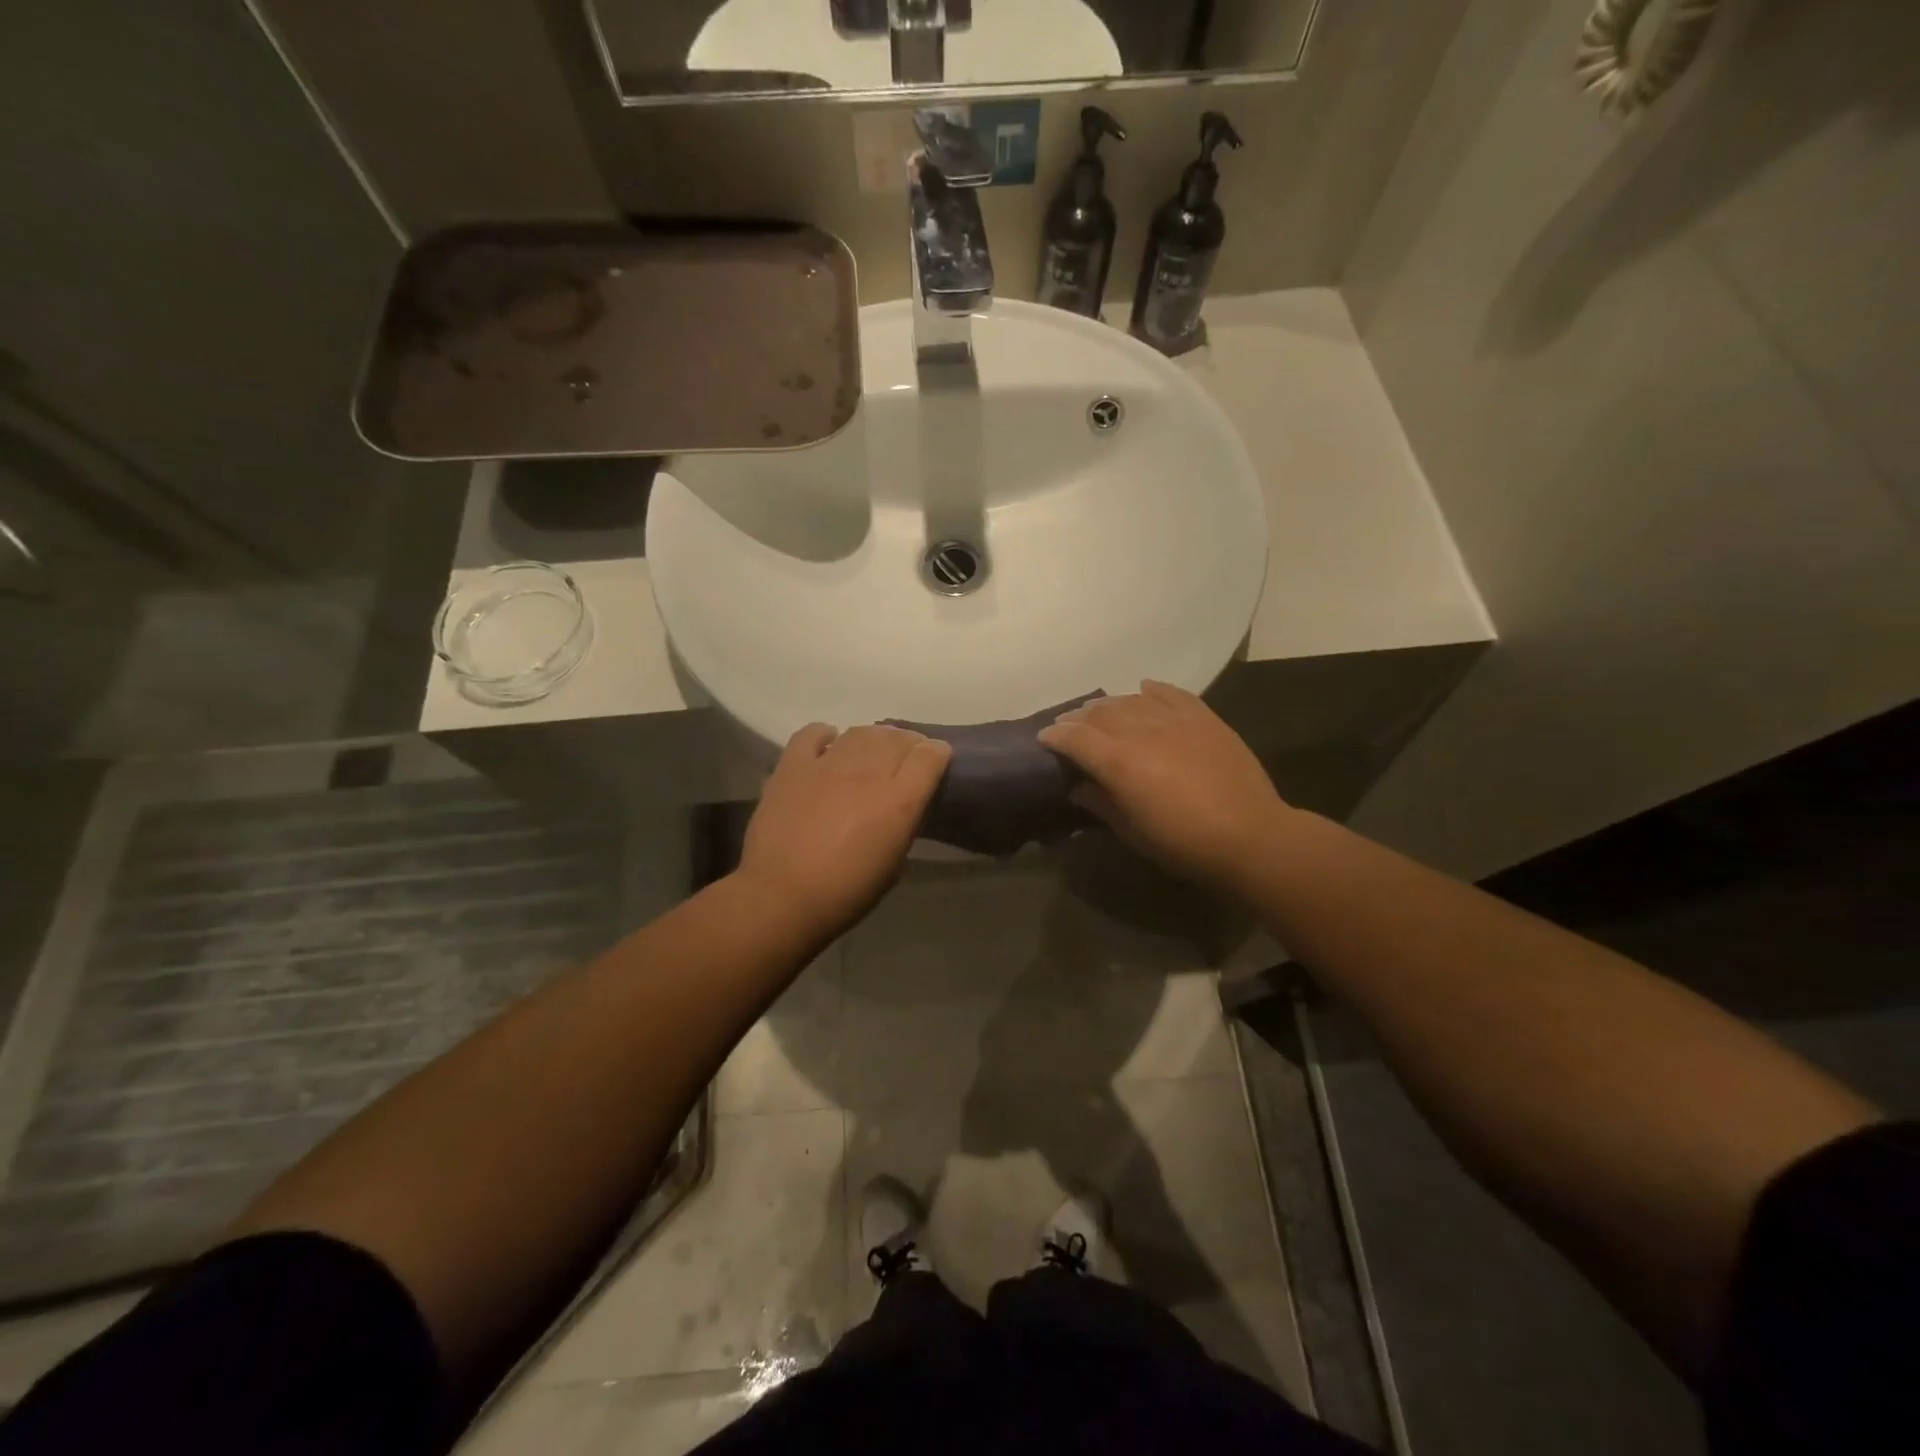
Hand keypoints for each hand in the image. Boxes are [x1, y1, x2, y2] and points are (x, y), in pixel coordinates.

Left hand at [737, 723, 950, 936]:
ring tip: (871, 752)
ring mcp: (827, 765)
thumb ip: (904, 825)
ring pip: (861, 731)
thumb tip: (904, 806)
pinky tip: (829, 747)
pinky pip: (812, 733)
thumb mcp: (894, 864)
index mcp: (899, 800)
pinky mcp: (793, 766)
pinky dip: (826, 735)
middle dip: (908, 743)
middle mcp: (868, 773)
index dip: (938, 754)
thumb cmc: (845, 892)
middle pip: (897, 737)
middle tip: (904, 759)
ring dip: (873, 738)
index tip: (936, 762)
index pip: (930, 755)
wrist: (781, 897)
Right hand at [1038, 681, 1292, 887]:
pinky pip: (1170, 693)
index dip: (1056, 736)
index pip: (1076, 738)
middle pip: (1099, 713)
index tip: (1044, 739)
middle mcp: (1142, 731)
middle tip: (1068, 726)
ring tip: (1100, 712)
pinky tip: (1143, 689)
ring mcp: (1174, 719)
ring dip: (1108, 705)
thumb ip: (1101, 803)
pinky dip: (1151, 690)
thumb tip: (1078, 787)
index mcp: (1119, 762)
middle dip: (1078, 718)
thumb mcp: (1132, 832)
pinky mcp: (1203, 716)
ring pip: (1130, 700)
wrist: (1251, 835)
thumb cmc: (1184, 844)